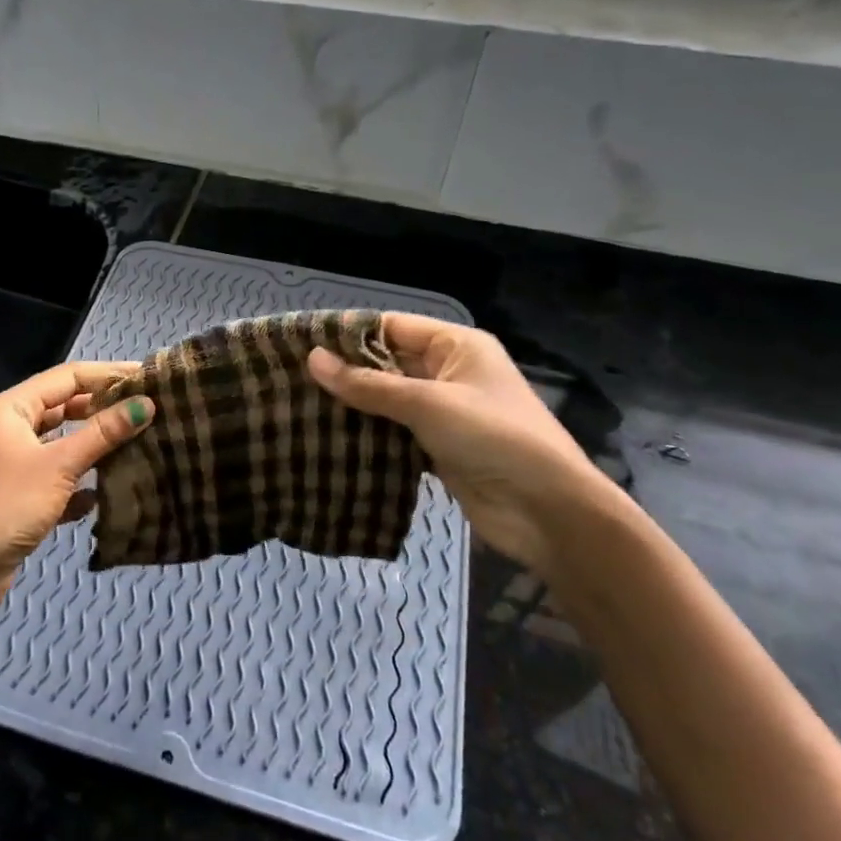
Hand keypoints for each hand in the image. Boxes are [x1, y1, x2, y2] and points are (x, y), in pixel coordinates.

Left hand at [0, 361, 154, 627]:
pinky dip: (79, 483)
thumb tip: (147, 404)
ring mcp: (14, 463)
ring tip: (139, 445)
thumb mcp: (59, 466)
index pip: (68, 377)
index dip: (108, 374)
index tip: (149, 377)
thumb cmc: (6, 506)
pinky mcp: (20, 496)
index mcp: (12, 408)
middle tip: (149, 411)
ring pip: (63, 444)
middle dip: (104, 410)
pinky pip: (58, 478)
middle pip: (65, 408)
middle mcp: (11, 429)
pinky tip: (103, 495)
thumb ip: (103, 433)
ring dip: (96, 447)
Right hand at [307, 314, 622, 576]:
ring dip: (353, 405)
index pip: (392, 327)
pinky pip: (394, 432)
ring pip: (388, 400)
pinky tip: (328, 438)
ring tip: (299, 405)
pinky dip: (368, 435)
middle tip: (291, 376)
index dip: (349, 333)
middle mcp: (449, 372)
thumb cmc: (493, 438)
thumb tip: (312, 358)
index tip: (300, 342)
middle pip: (387, 363)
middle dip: (345, 371)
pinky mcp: (437, 448)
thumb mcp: (427, 404)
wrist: (549, 512)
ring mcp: (444, 412)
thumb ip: (368, 384)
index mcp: (456, 346)